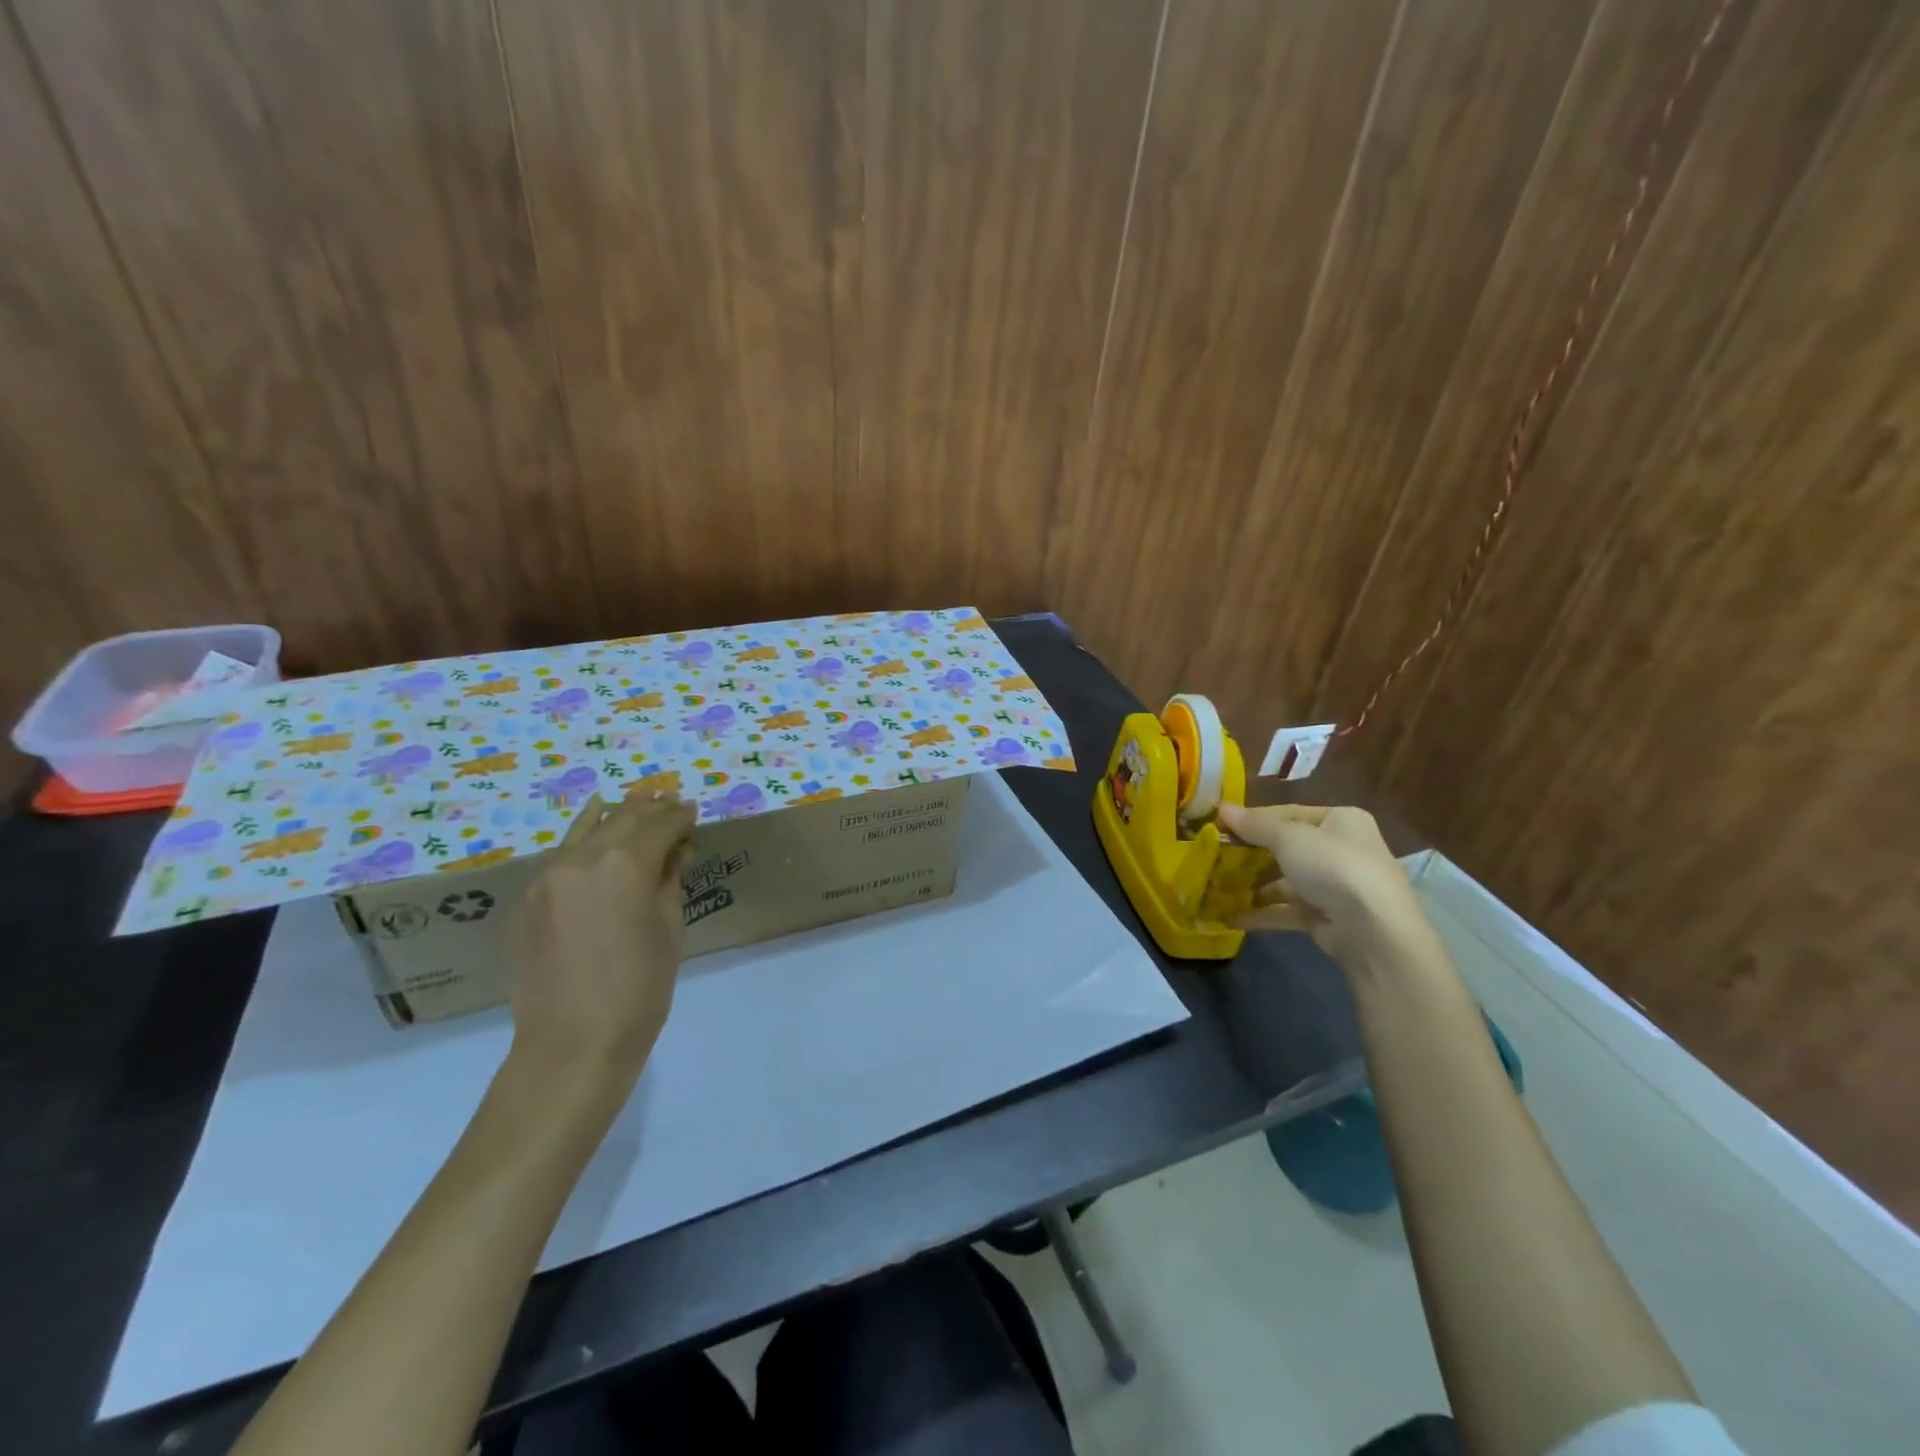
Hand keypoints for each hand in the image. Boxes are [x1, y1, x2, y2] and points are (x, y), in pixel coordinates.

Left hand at [507, 792, 697, 1089]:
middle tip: (671, 805)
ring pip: (587, 830)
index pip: (659, 825)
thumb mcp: (670, 928)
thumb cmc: (639, 989)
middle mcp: (581, 859)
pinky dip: (584, 838)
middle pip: (622, 819)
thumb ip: (670, 879)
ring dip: (615, 815)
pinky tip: (593, 826)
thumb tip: (676, 849)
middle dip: (650, 809)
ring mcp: (547, 877)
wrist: (572, 1044)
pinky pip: (562, 856)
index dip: (680, 816)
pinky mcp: (528, 899)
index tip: (694, 811)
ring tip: (635, 802)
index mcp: (624, 865)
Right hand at [1215, 802, 1435, 972]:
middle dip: (1251, 854)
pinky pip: (1289, 910)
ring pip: (1286, 881)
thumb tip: (1221, 807)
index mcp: (1341, 820)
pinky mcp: (1329, 918)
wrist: (1374, 931)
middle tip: (1215, 857)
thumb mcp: (1288, 837)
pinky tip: (1231, 917)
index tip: (1220, 826)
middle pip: (1287, 847)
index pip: (1289, 813)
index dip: (1254, 818)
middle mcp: (1342, 849)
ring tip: (1217, 887)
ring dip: (1253, 885)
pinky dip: (1263, 913)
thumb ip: (1254, 825)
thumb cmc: (1333, 867)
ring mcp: (1336, 887)